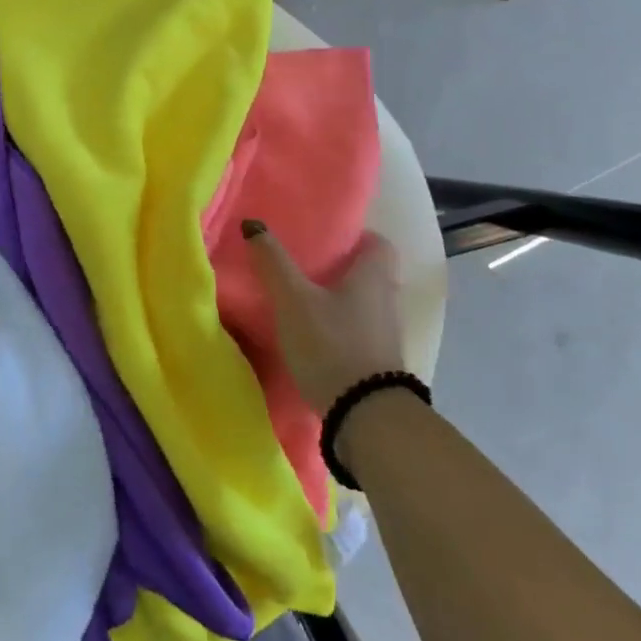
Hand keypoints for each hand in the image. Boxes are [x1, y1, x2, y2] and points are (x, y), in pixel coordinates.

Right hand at [244, 224, 408, 414]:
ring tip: (306, 302)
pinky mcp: (380, 365)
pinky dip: (342, 330)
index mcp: (373, 277)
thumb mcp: (293, 300)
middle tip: (307, 269)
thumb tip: (253, 224)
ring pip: (365, 305)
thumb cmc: (331, 344)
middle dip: (343, 270)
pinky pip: (361, 334)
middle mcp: (387, 301)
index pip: (378, 244)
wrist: (365, 416)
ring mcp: (387, 336)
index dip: (356, 237)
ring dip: (342, 302)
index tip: (327, 240)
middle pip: (371, 275)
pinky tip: (316, 337)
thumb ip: (273, 262)